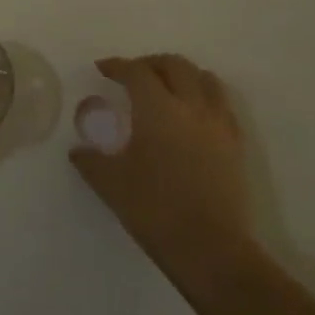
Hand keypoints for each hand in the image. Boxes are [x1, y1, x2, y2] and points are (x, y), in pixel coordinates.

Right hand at [70, 53, 258, 301]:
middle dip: (150, 64)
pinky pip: (222, 105)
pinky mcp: (236, 145)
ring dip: (182, 75)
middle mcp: (191, 107)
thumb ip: (91, 161)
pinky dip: (205, 97)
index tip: (103, 69)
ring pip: (205, 79)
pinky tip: (193, 115)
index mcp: (157, 109)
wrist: (211, 250)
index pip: (136, 71)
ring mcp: (218, 124)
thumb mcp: (110, 184)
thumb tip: (79, 151)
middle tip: (133, 75)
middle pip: (174, 65)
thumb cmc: (154, 210)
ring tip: (166, 88)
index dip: (117, 66)